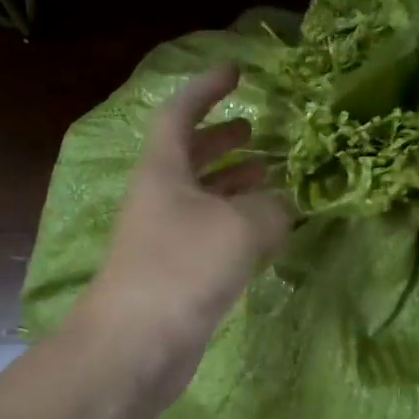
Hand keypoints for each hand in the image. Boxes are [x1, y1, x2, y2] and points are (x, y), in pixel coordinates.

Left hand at [73, 65, 290, 400]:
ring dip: (233, 182)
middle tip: (256, 130)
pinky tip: (265, 231)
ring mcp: (166, 237)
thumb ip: (272, 208)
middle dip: (222, 138)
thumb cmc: (182, 269)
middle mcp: (160, 197)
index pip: (179, 113)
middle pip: (189, 155)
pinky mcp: (177, 272)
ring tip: (270, 177)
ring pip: (203, 196)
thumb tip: (282, 206)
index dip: (206, 89)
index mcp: (163, 171)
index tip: (235, 72)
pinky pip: (211, 233)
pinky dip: (237, 223)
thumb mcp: (241, 227)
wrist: (136, 346)